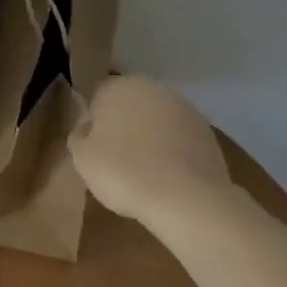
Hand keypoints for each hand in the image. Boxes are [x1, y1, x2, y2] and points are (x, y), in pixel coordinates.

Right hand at [68, 75, 232, 222]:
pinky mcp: (207, 133)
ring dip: (150, 137)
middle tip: (117, 158)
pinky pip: (179, 139)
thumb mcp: (82, 157)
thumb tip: (87, 128)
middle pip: (130, 105)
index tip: (94, 147)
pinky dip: (172, 151)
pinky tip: (168, 177)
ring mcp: (185, 109)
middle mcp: (152, 88)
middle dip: (124, 125)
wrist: (186, 198)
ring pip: (157, 121)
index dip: (94, 122)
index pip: (98, 97)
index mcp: (118, 87)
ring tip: (144, 171)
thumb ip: (79, 135)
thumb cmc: (123, 171)